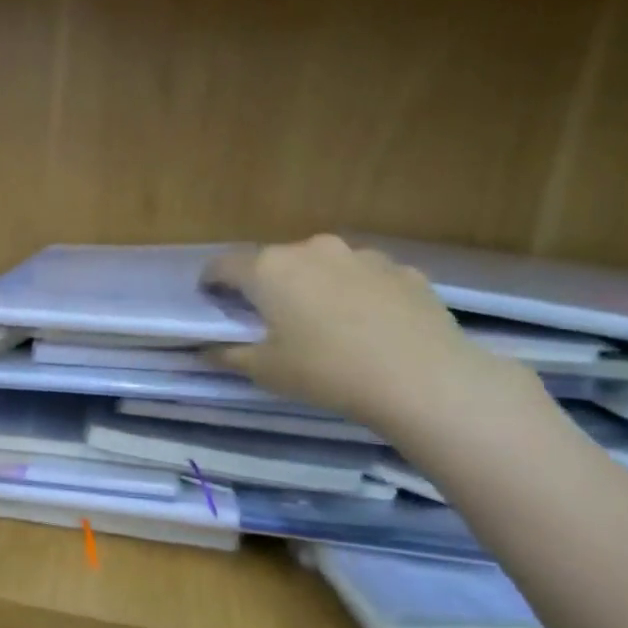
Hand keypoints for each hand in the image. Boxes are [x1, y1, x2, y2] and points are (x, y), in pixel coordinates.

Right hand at [203, 235, 523, 432]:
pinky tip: (366, 326)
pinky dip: (355, 294)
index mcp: (269, 269)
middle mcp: (312, 250)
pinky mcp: (402, 269)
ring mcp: (361, 256)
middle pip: (275, 262)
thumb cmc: (325, 371)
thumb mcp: (265, 371)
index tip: (211, 299)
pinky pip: (364, 277)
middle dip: (266, 285)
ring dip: (313, 286)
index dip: (212, 282)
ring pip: (322, 266)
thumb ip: (229, 355)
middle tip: (268, 317)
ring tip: (322, 322)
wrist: (421, 377)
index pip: (223, 265)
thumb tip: (206, 350)